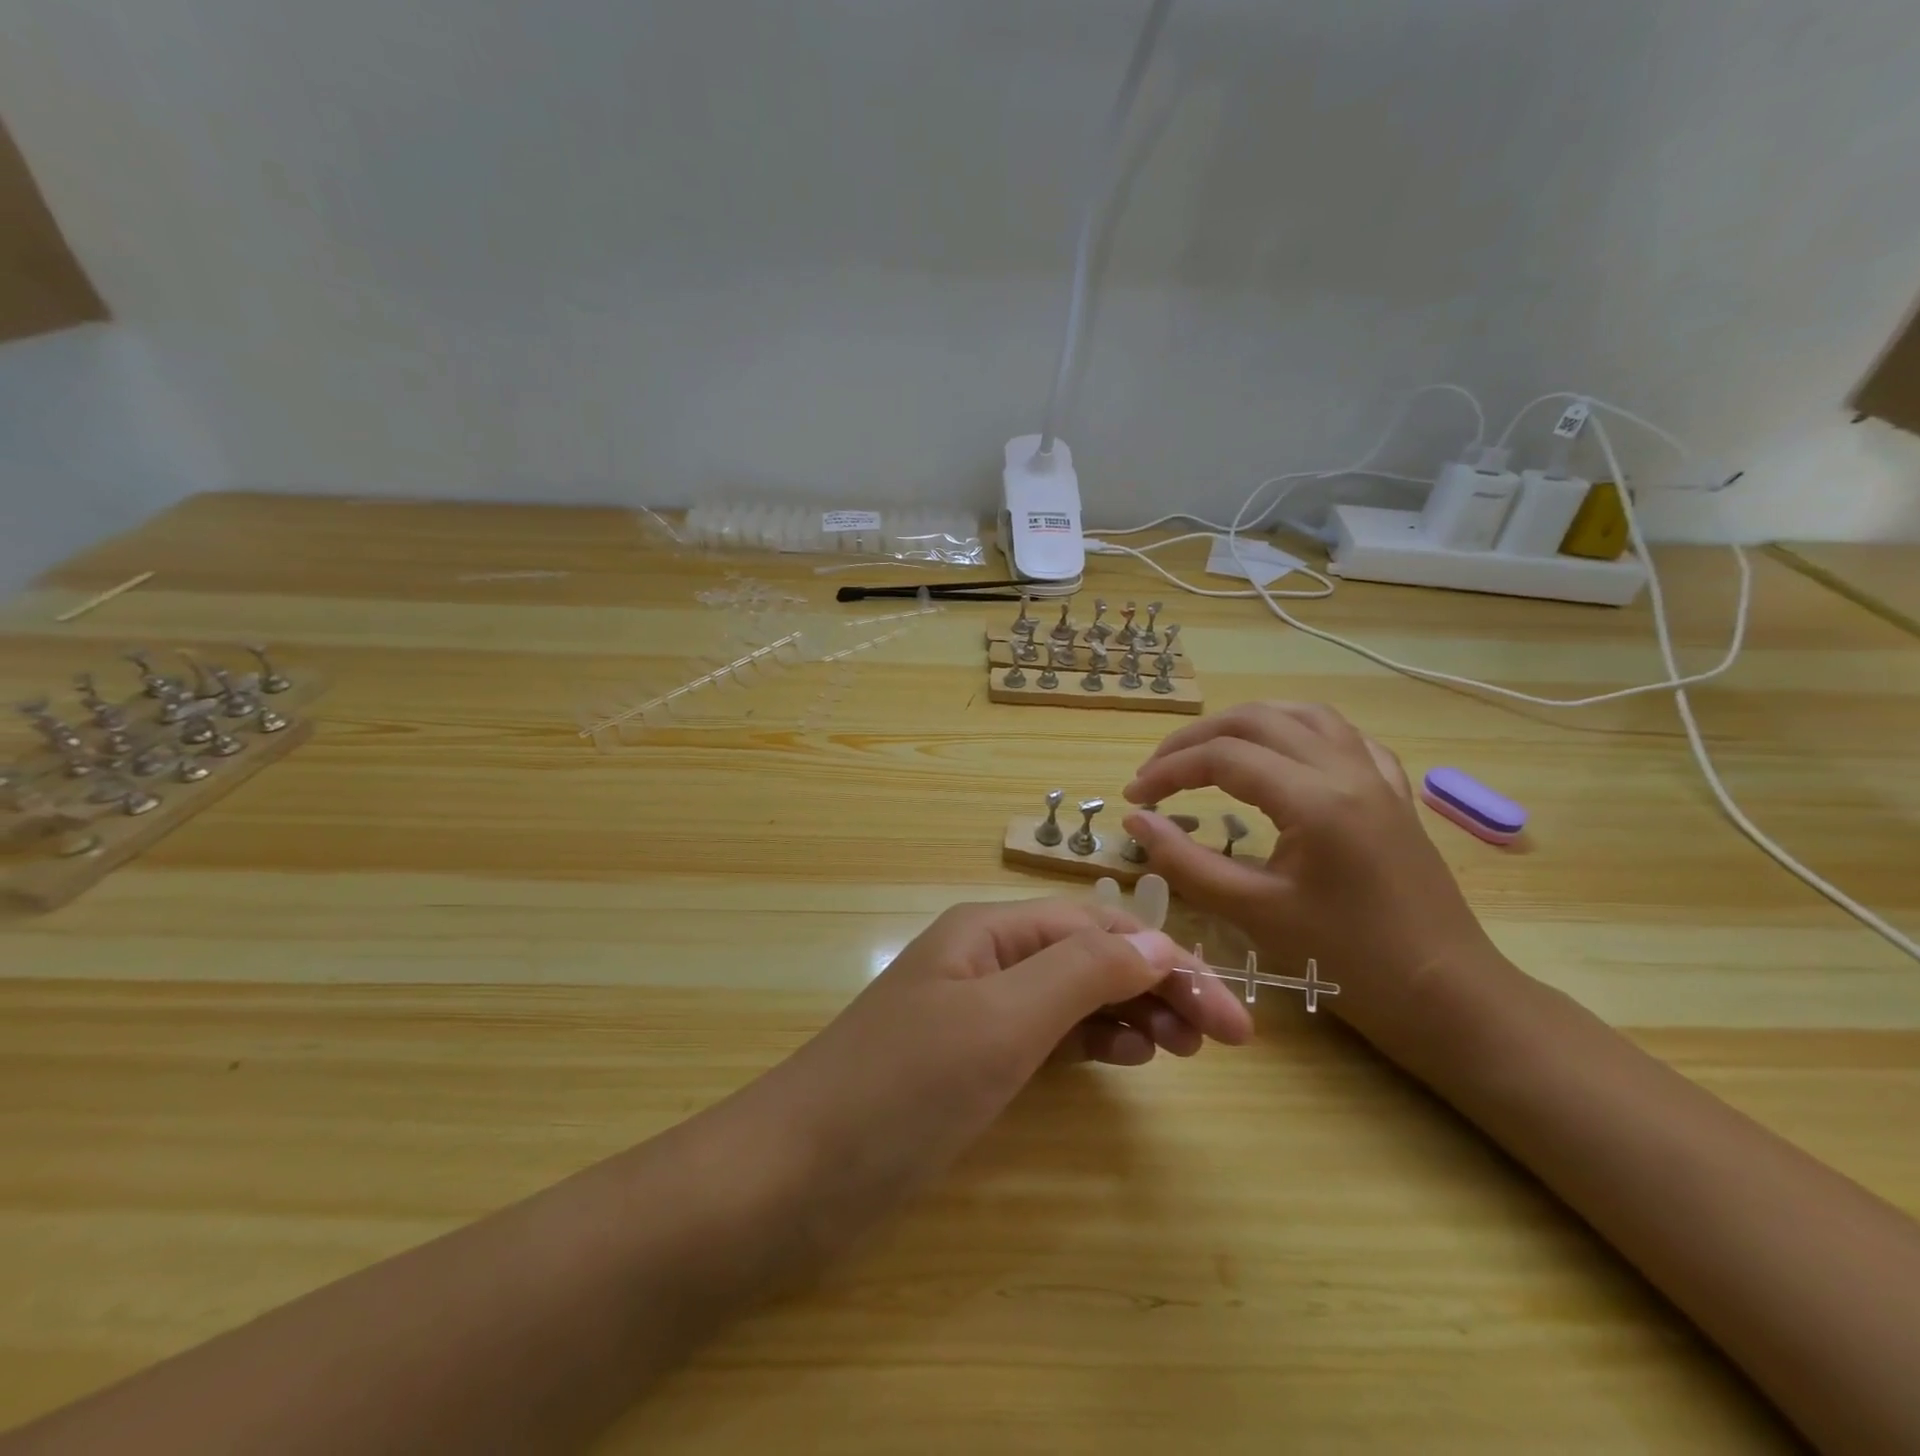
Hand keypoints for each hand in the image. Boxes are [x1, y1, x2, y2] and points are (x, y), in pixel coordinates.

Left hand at [748, 898, 1252, 1241]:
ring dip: (1130, 1011)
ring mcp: (977, 1009)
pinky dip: (1092, 1040)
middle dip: (1157, 986)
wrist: (794, 1174)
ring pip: (1073, 994)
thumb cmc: (900, 1089)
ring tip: (1180, 1050)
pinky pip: (1048, 1034)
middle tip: (1220, 1041)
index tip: (1231, 1018)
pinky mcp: (970, 1059)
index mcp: (990, 930)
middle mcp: (987, 957)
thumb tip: (1157, 942)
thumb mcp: (999, 1022)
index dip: (1167, 961)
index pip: (1099, 929)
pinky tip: (1124, 1058)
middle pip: (1090, 956)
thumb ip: (1081, 973)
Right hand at [1120, 702, 1497, 1043]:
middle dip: (1196, 739)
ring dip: (1246, 724)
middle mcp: (1347, 769)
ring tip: (1208, 751)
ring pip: (1302, 715)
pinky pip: (1343, 738)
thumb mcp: (1253, 913)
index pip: (1222, 757)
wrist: (1447, 996)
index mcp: (1315, 798)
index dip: (1168, 771)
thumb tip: (1137, 819)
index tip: (1133, 797)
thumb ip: (1185, 862)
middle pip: (1256, 720)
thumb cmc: (1348, 962)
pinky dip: (1299, 734)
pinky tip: (1284, 756)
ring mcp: (1377, 776)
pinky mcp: (1393, 793)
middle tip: (1158, 772)